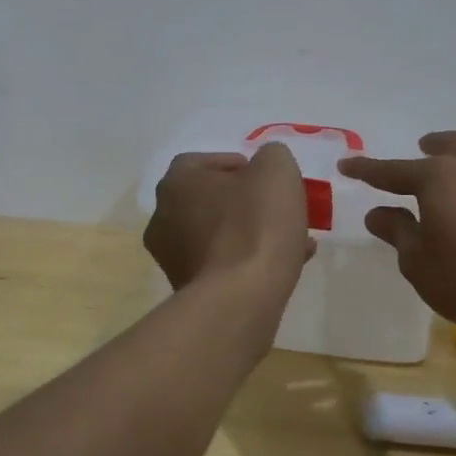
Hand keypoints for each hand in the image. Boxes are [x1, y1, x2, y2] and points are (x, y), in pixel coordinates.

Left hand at [144, 144, 313, 292]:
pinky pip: (222, 264)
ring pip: (218, 234)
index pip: (200, 162)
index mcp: (176, 182)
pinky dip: (248, 260)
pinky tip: (285, 265)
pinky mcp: (188, 290)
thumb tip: (265, 166)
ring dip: (250, 232)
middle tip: (277, 206)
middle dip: (245, 201)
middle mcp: (163, 217)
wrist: (242, 298)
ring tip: (291, 238)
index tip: (263, 176)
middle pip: (209, 199)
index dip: (235, 164)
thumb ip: (271, 156)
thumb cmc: (255, 223)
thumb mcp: (277, 169)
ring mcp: (172, 257)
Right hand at [339, 131, 455, 334]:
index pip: (392, 171)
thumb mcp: (417, 260)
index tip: (346, 165)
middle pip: (450, 146)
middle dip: (431, 146)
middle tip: (421, 147)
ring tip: (450, 179)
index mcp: (438, 178)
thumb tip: (378, 213)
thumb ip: (397, 231)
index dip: (366, 170)